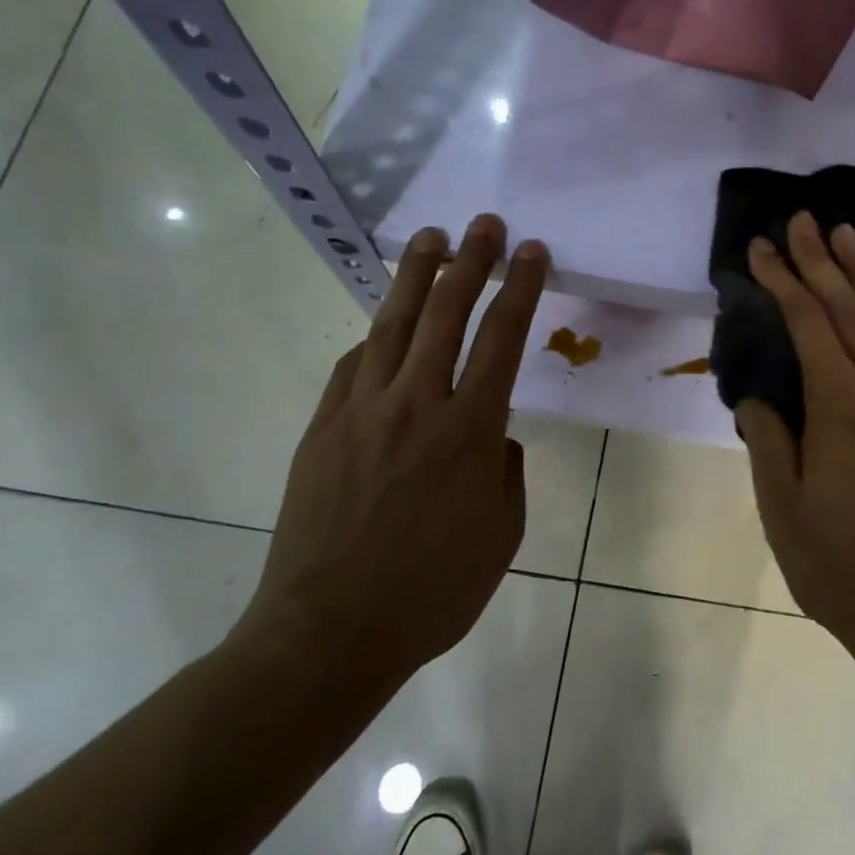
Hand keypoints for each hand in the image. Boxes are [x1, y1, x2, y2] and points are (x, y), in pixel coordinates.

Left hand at [239, 214, 548, 688]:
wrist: (330, 630)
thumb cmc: (433, 591)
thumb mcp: (502, 535)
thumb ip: (506, 473)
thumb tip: (493, 439)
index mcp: (470, 431)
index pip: (502, 339)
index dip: (520, 288)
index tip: (531, 252)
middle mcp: (417, 405)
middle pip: (447, 313)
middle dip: (471, 261)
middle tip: (484, 224)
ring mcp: (361, 411)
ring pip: (393, 325)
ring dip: (417, 277)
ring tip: (431, 239)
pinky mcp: (322, 427)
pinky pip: (352, 366)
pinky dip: (374, 338)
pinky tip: (384, 327)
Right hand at [735, 212, 854, 670]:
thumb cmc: (844, 568)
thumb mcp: (783, 509)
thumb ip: (768, 441)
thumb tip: (760, 396)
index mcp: (840, 406)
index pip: (807, 323)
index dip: (782, 280)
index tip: (761, 248)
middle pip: (850, 308)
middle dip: (821, 260)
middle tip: (803, 219)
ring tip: (849, 234)